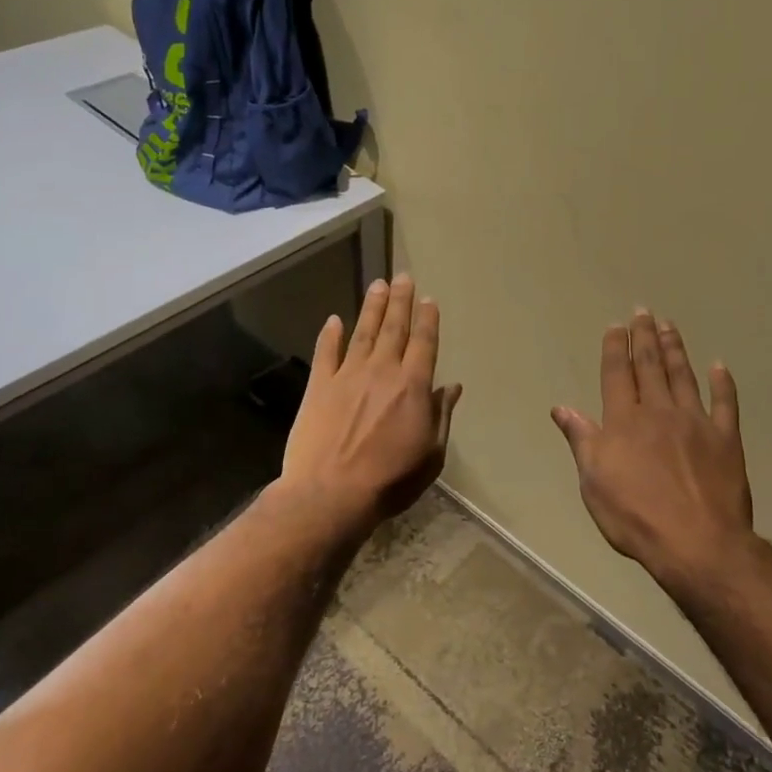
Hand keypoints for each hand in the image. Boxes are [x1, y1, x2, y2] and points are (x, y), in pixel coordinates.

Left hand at [281, 275, 461, 533]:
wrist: (331, 494)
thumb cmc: (390, 480)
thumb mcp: (431, 454)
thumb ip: (441, 416)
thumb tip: (452, 387)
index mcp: (413, 386)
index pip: (424, 343)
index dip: (427, 320)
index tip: (429, 299)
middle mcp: (382, 371)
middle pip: (394, 329)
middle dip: (401, 301)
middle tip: (403, 277)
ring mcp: (347, 376)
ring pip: (363, 333)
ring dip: (372, 308)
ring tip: (378, 285)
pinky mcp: (319, 387)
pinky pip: (326, 353)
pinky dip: (330, 335)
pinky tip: (334, 319)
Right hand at [552, 310, 753, 590]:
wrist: (696, 542)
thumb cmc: (635, 516)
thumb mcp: (593, 482)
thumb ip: (581, 440)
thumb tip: (561, 408)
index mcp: (624, 421)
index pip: (617, 374)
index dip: (616, 347)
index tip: (617, 326)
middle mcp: (658, 411)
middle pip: (650, 366)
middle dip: (645, 336)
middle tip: (644, 311)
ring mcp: (695, 422)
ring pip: (683, 376)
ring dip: (675, 349)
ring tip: (670, 325)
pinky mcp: (725, 439)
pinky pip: (725, 404)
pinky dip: (722, 383)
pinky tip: (719, 366)